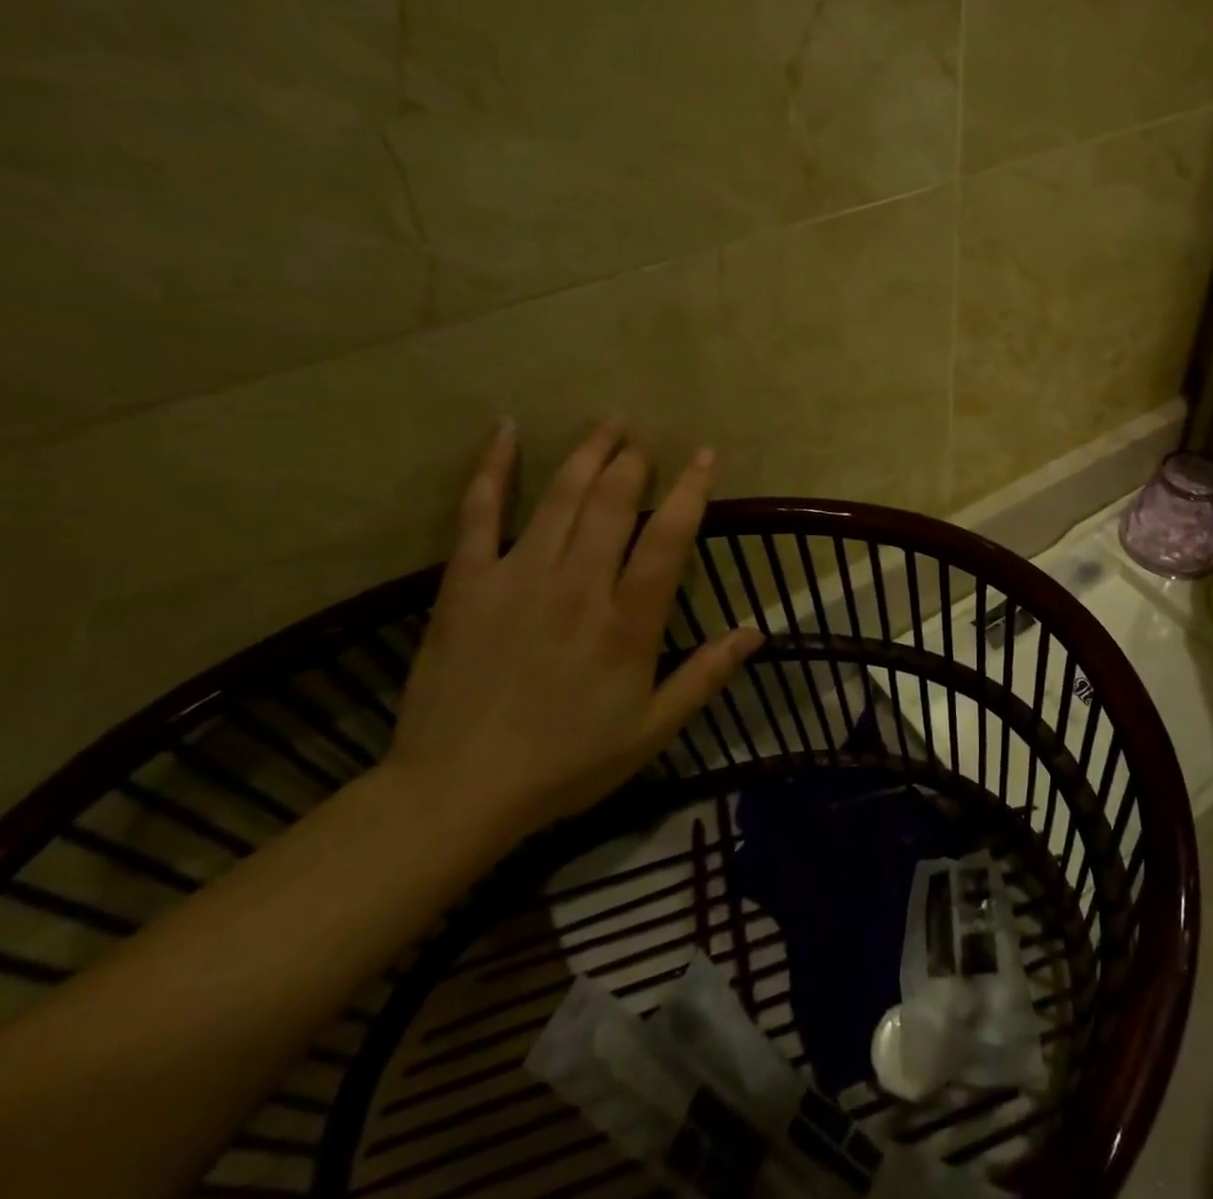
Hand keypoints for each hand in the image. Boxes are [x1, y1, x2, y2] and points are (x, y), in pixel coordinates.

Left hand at [386, 418, 762, 842]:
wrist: (456, 791)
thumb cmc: (565, 763)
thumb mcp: (651, 730)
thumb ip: (705, 676)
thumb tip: (756, 631)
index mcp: (626, 623)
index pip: (667, 539)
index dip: (690, 491)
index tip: (704, 457)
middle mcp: (577, 586)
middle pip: (612, 504)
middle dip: (634, 462)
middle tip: (646, 437)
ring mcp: (517, 577)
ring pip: (559, 497)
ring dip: (587, 453)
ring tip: (608, 422)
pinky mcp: (466, 582)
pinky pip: (478, 513)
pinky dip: (492, 468)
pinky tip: (505, 430)